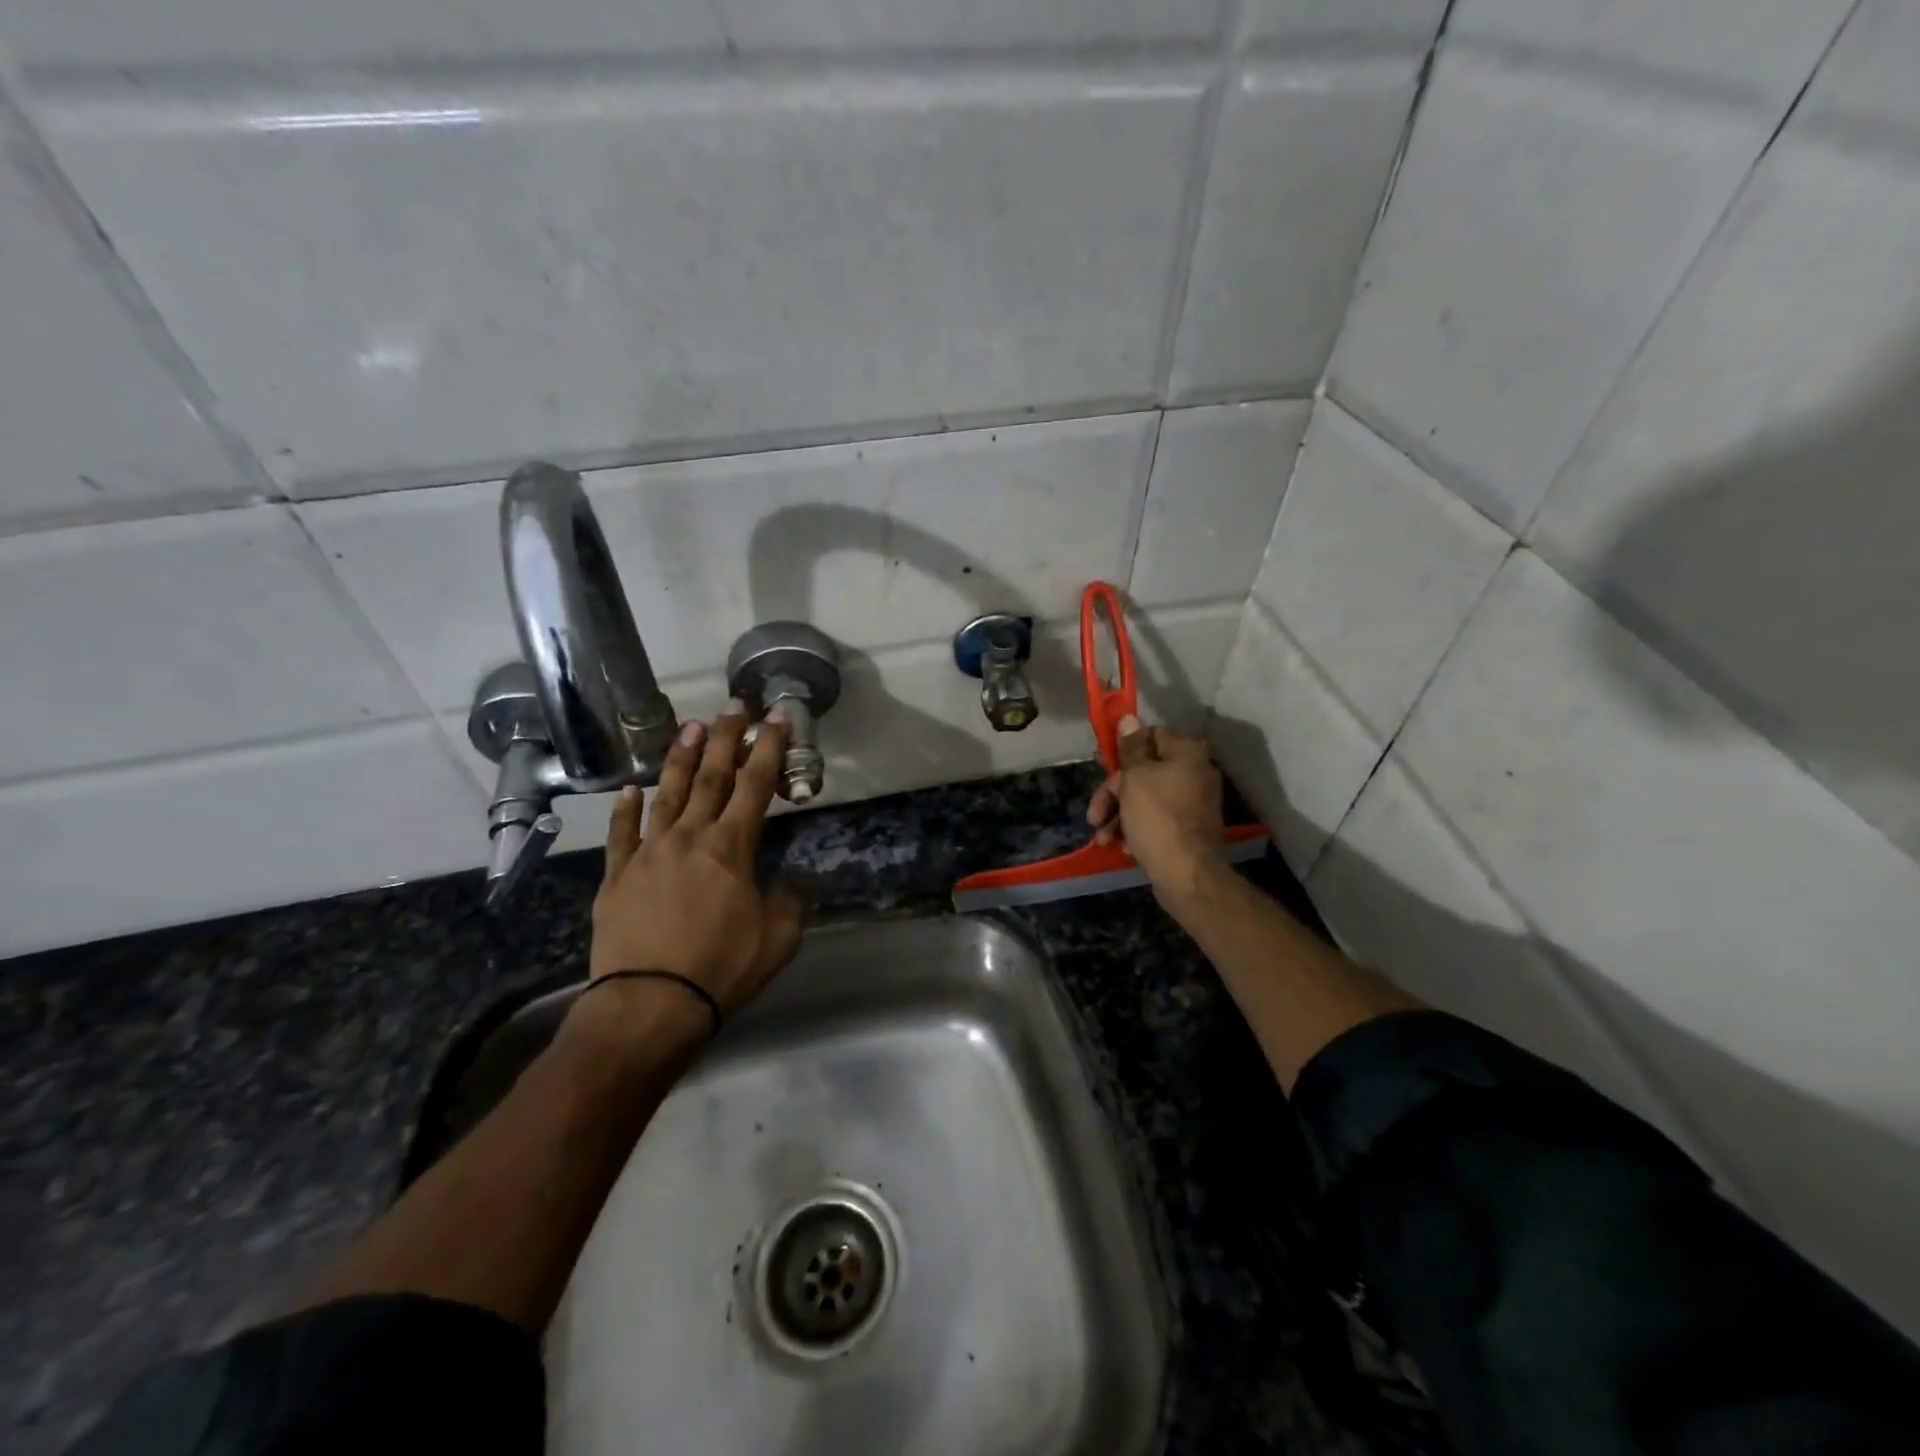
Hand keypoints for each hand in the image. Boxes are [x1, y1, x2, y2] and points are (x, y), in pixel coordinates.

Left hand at [589, 703, 804, 1021]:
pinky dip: (625, 809)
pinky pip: (621, 834)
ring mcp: (648, 853)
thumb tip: (783, 882)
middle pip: (712, 777)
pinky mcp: (616, 876)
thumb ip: (787, 901)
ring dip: (681, 759)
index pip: (756, 785)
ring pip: (667, 794)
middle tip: (733, 705)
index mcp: (732, 848)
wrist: (650, 1004)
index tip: (775, 716)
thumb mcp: (779, 938)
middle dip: (726, 738)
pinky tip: (628, 790)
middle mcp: (690, 837)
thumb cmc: (722, 969)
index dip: (769, 747)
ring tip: (691, 727)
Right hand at [1086, 714, 1226, 901]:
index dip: (1123, 751)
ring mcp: (1194, 802)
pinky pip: (1157, 819)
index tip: (1102, 766)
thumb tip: (1129, 718)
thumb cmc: (1157, 817)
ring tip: (1103, 837)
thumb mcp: (1135, 777)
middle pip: (1144, 771)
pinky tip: (1122, 846)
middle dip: (1114, 793)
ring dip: (1119, 814)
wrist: (1187, 874)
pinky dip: (1137, 828)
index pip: (1149, 736)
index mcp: (1186, 753)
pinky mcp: (1189, 828)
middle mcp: (1195, 772)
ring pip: (1146, 798)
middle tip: (1094, 815)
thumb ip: (1131, 747)